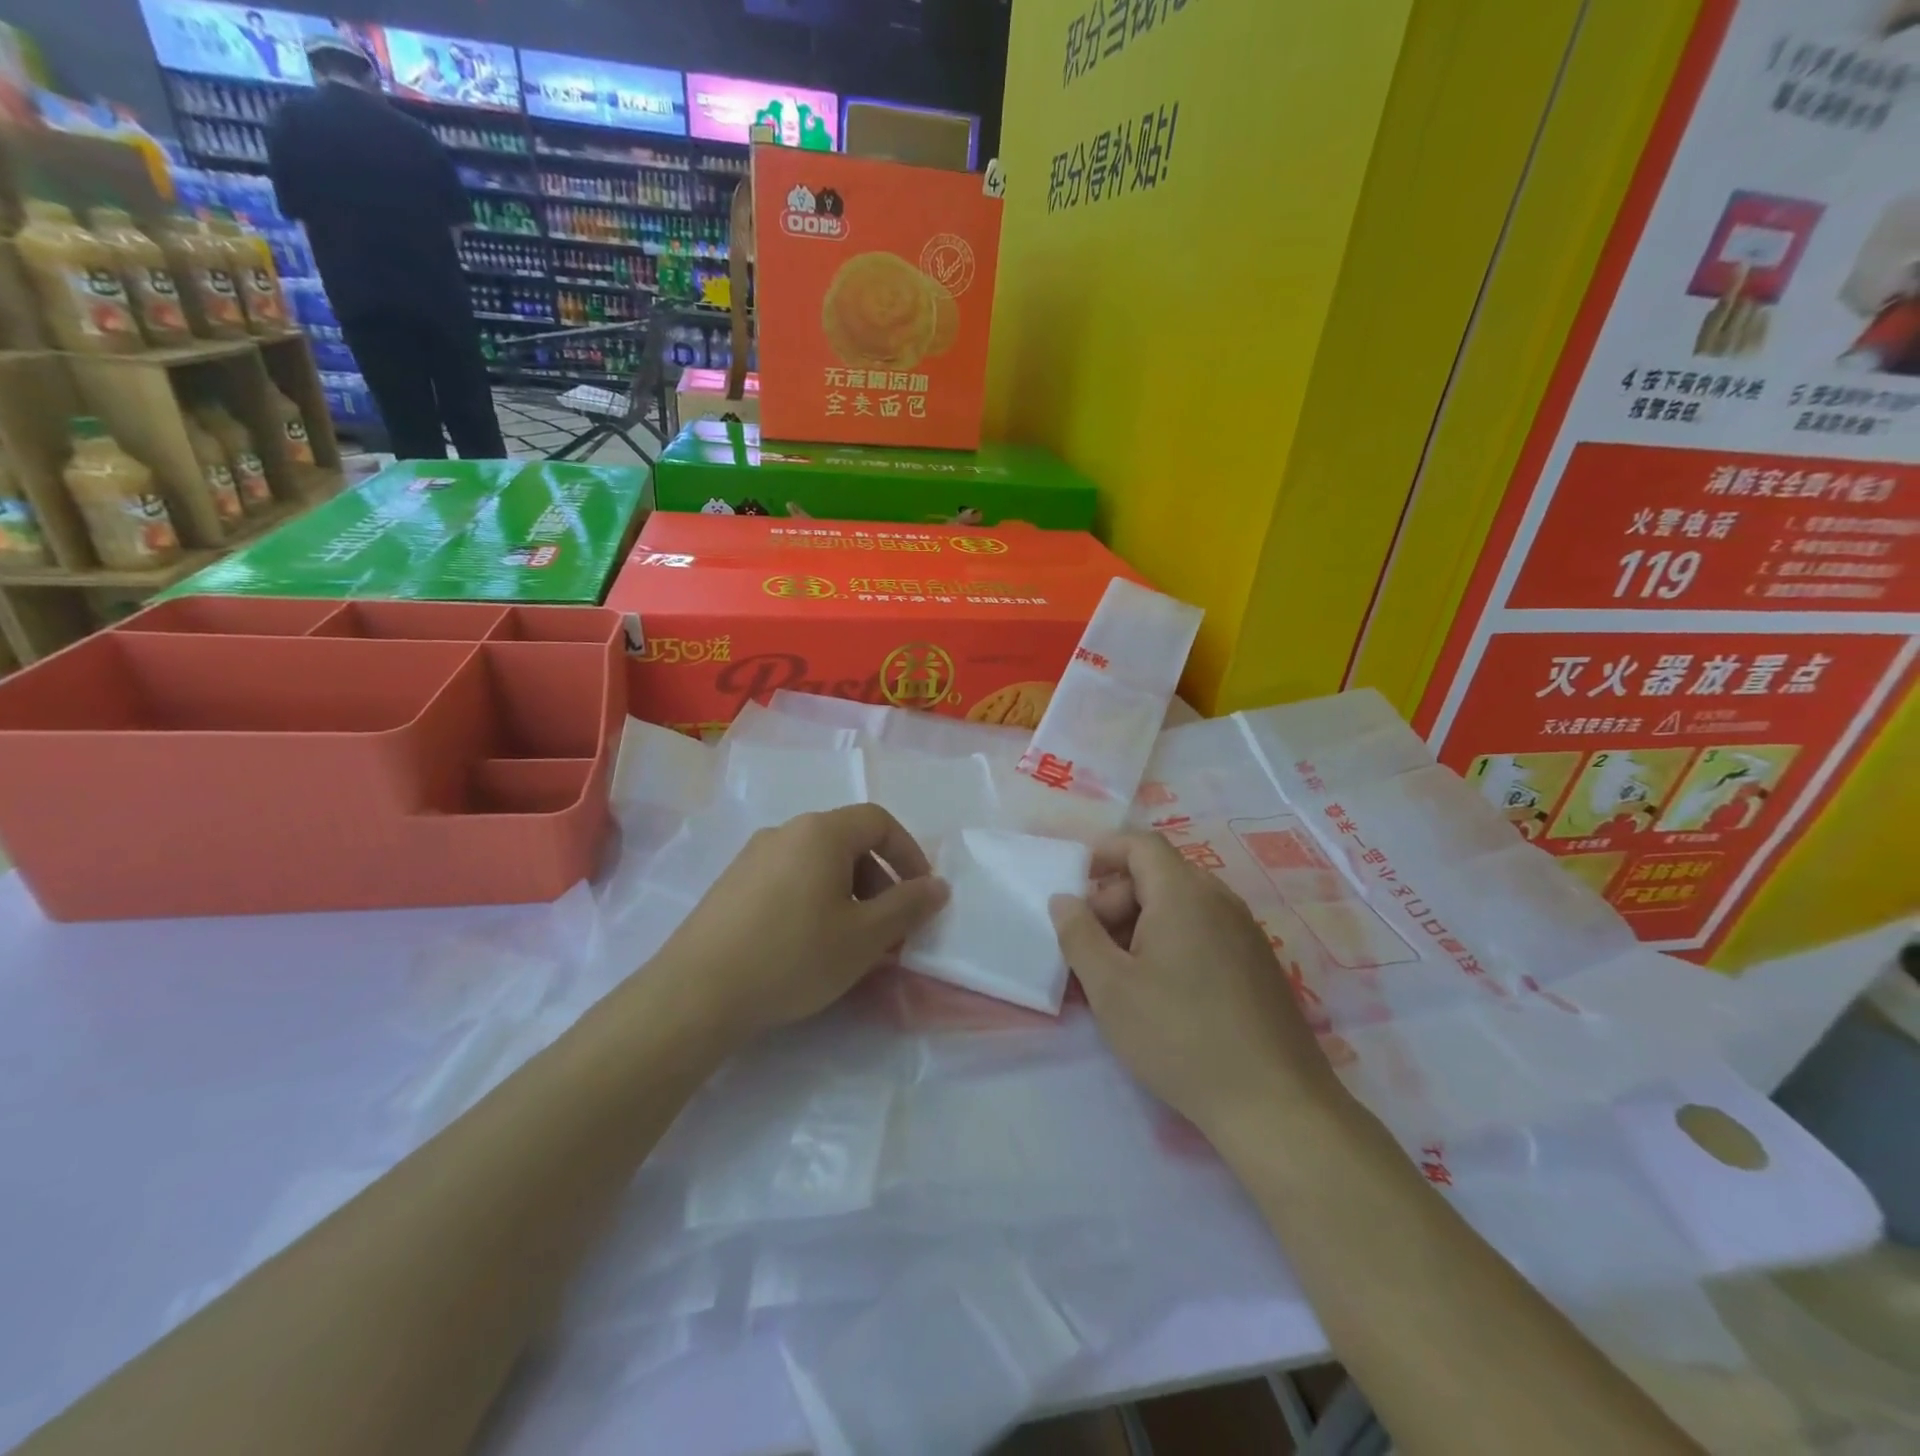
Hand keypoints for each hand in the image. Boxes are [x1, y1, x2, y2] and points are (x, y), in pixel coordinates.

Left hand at [656, 805, 948, 1047]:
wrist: (696, 993)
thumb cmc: (794, 956)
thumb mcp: (865, 937)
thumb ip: (908, 906)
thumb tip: (938, 886)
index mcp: (821, 832)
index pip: (879, 821)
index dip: (909, 854)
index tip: (920, 895)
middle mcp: (785, 832)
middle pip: (848, 842)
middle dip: (879, 881)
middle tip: (887, 929)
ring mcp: (752, 857)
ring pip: (818, 864)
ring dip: (848, 895)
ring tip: (850, 943)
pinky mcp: (732, 885)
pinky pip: (789, 880)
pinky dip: (814, 902)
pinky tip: (808, 946)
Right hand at [1050, 833, 1343, 1143]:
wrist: (1274, 1103)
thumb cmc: (1179, 1035)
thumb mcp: (1110, 987)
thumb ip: (1079, 935)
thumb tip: (1064, 899)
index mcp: (1183, 893)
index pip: (1140, 844)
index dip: (1103, 853)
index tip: (1075, 885)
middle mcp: (1219, 899)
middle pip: (1158, 874)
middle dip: (1115, 899)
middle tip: (1091, 947)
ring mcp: (1244, 931)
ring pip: (1180, 905)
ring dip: (1141, 924)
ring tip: (1120, 974)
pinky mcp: (1258, 963)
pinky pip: (1204, 930)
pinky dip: (1171, 941)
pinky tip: (1160, 992)